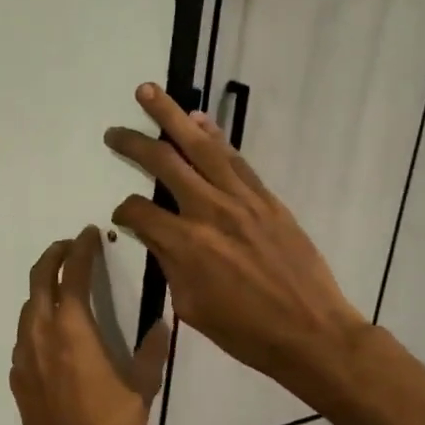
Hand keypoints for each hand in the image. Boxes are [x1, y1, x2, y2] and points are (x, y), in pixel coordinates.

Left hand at [9, 227, 171, 424]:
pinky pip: (24, 335)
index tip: (90, 233)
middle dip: (54, 256)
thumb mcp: (142, 390)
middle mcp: (42, 334)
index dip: (82, 250)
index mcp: (73, 330)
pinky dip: (37, 319)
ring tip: (63, 283)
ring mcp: (24, 355)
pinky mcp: (17, 376)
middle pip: (39, 280)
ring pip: (28, 306)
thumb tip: (162, 324)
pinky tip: (52, 331)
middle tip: (71, 247)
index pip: (74, 274)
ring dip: (43, 287)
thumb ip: (151, 352)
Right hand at [106, 83, 365, 398]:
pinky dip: (214, 136)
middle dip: (133, 143)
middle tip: (113, 131)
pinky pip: (234, 159)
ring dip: (172, 116)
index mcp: (186, 244)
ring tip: (150, 92)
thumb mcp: (191, 307)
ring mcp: (242, 199)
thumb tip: (157, 236)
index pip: (139, 211)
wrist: (312, 332)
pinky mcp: (266, 198)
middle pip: (163, 163)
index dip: (123, 211)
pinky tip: (199, 120)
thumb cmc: (246, 332)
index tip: (120, 217)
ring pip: (200, 146)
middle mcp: (210, 211)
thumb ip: (169, 264)